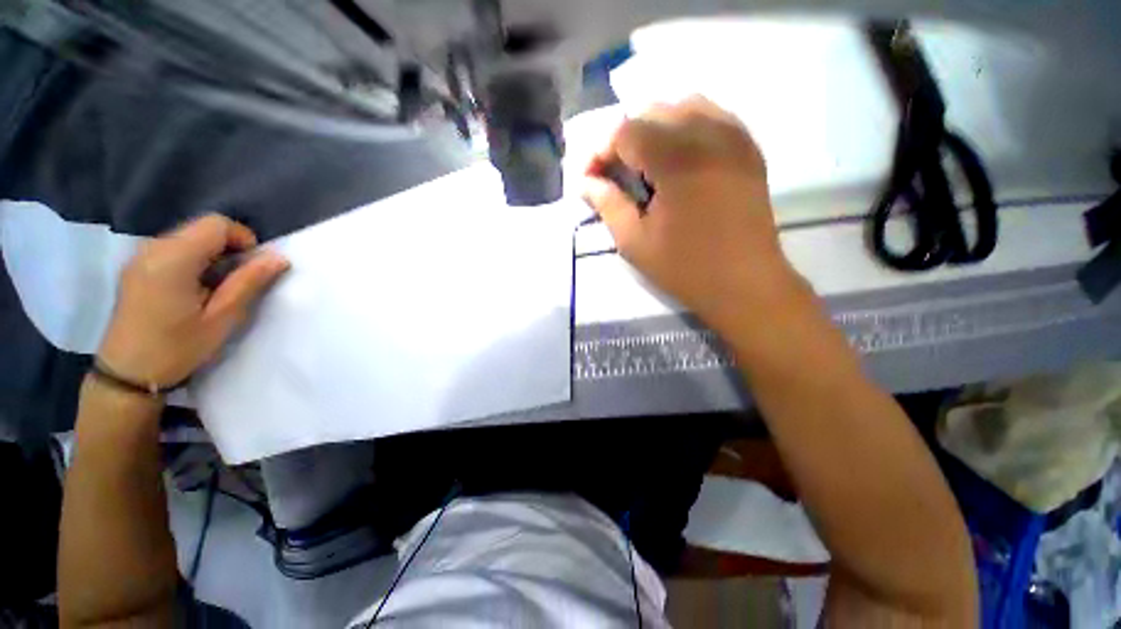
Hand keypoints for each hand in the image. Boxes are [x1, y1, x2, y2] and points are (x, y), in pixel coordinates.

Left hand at [97, 214, 288, 387]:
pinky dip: (193, 261)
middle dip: (228, 248)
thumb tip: (278, 258)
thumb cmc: (177, 348)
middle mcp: (152, 248)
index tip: (251, 268)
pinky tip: (193, 289)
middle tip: (236, 282)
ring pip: (188, 237)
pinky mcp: (136, 268)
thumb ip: (249, 282)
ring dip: (211, 255)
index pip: (216, 224)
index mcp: (172, 258)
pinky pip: (173, 249)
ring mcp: (140, 257)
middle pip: (201, 228)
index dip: (242, 239)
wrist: (127, 374)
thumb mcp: (222, 318)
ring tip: (215, 288)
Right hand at [582, 97, 800, 330]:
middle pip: (654, 110)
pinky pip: (714, 117)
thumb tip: (585, 183)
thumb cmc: (685, 268)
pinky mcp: (749, 149)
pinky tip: (679, 158)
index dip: (600, 151)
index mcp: (677, 160)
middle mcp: (709, 135)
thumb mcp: (635, 242)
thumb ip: (607, 205)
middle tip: (616, 174)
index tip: (591, 179)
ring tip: (646, 164)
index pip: (626, 130)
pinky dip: (687, 127)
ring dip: (656, 128)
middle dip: (625, 138)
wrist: (746, 284)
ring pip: (685, 105)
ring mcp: (735, 138)